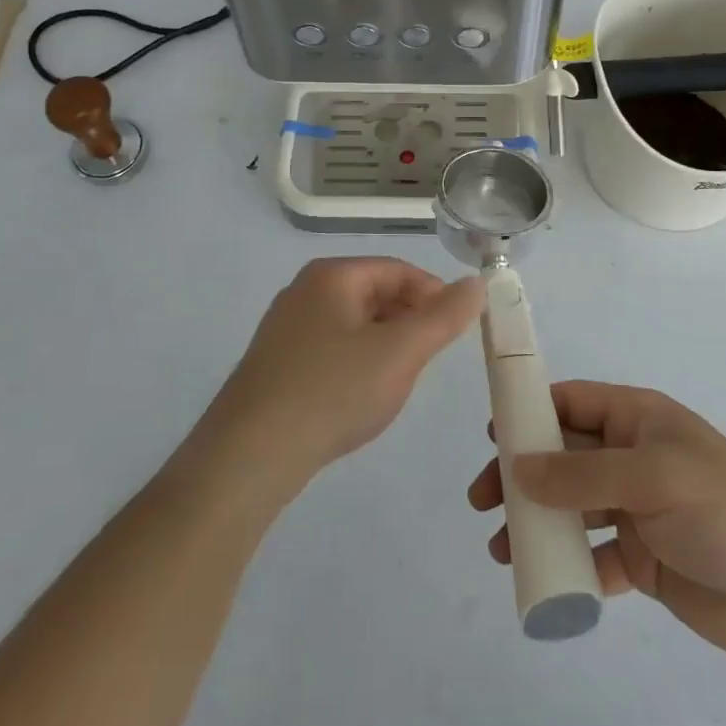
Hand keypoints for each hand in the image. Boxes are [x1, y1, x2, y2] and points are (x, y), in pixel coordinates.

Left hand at [210, 258, 483, 494]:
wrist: (249, 456)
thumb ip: (443, 317)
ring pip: (354, 324)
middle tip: (431, 358)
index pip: (398, 269)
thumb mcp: (400, 352)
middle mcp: (304, 291)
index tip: (458, 329)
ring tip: (401, 380)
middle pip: (374, 293)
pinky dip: (357, 364)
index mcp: (331, 275)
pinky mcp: (276, 365)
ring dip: (386, 344)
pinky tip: (362, 397)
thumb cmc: (332, 391)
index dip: (434, 294)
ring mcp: (285, 328)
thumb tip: (476, 283)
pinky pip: (331, 350)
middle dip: (410, 321)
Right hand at [468, 381, 725, 663]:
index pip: (572, 403)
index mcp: (638, 420)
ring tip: (500, 547)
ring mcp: (636, 509)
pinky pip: (592, 555)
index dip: (530, 412)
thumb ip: (582, 473)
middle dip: (522, 473)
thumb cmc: (722, 510)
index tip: (491, 435)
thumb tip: (518, 467)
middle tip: (482, 499)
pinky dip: (566, 565)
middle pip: (563, 456)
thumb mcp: (651, 478)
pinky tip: (543, 580)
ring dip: (535, 521)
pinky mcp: (642, 559)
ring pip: (571, 506)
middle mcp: (632, 457)